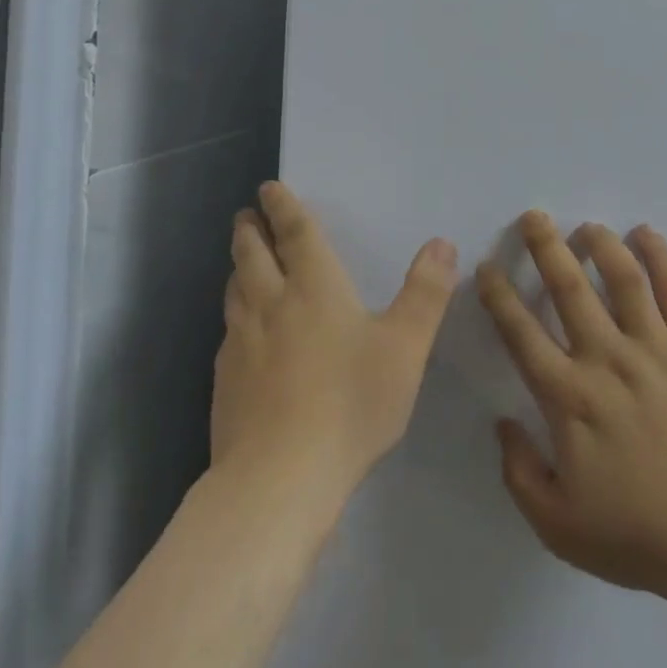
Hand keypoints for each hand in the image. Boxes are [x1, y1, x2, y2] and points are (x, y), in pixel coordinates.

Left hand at [212, 182, 457, 503]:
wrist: (278, 480)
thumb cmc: (350, 404)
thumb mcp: (405, 348)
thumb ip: (426, 293)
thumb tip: (441, 243)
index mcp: (314, 288)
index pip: (296, 234)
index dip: (285, 207)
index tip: (270, 187)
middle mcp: (272, 304)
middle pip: (254, 255)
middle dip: (251, 230)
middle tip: (247, 214)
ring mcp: (241, 343)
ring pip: (236, 290)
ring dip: (238, 266)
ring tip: (241, 259)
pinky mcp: (225, 381)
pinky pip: (228, 330)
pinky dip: (234, 313)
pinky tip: (239, 330)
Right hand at [476, 211, 666, 602]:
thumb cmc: (638, 533)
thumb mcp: (558, 525)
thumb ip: (520, 472)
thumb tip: (501, 423)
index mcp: (569, 396)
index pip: (522, 333)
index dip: (500, 296)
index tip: (487, 267)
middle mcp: (606, 358)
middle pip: (569, 288)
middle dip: (546, 247)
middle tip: (534, 216)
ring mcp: (654, 347)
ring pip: (622, 278)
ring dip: (601, 244)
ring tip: (587, 226)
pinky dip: (661, 257)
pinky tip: (647, 234)